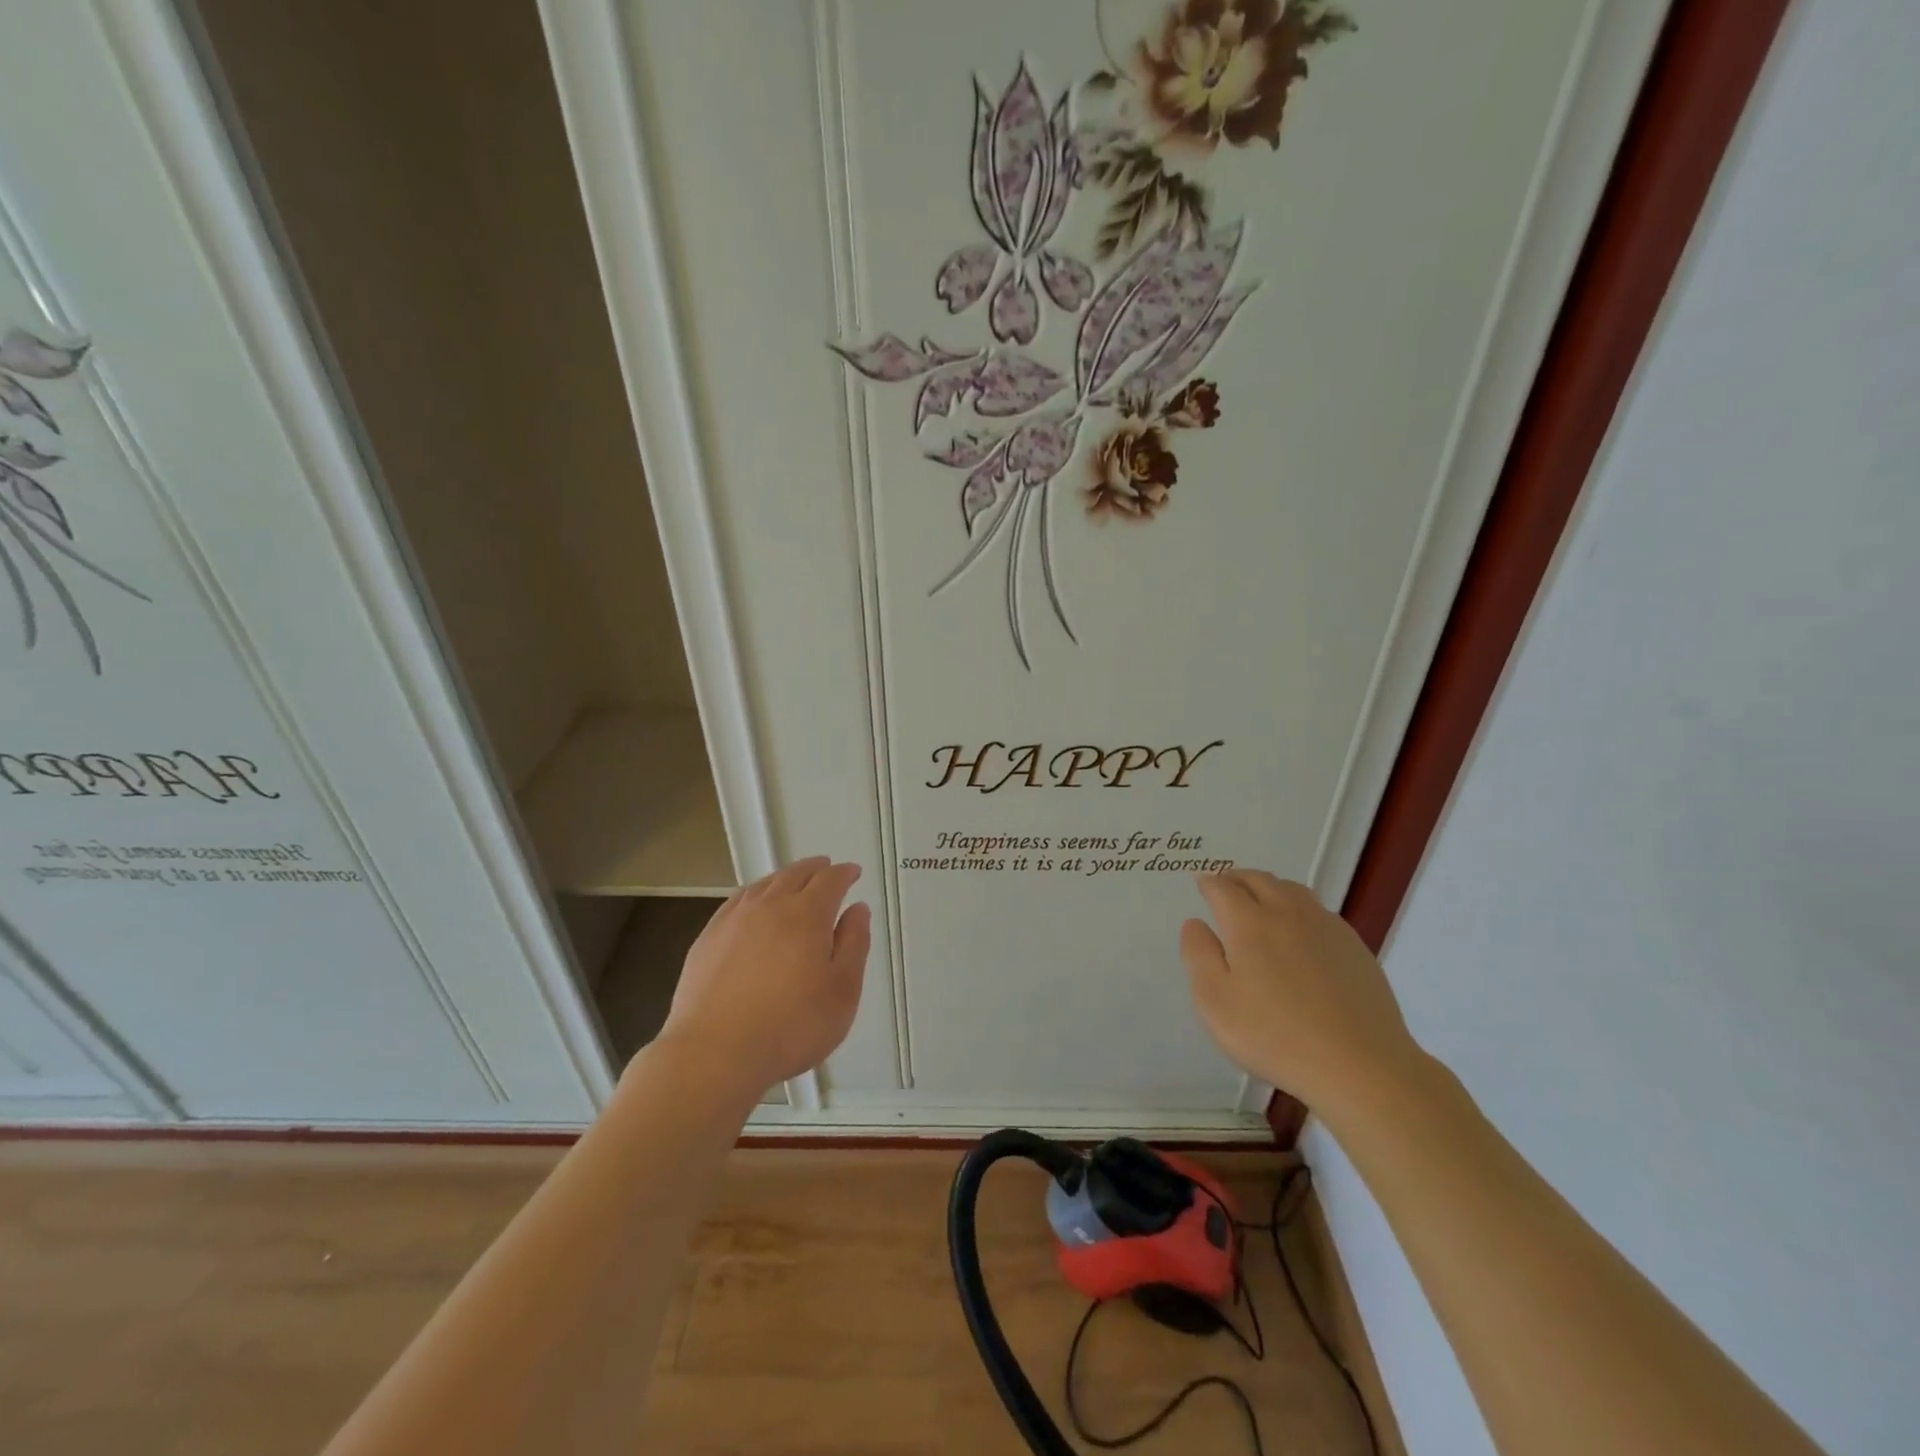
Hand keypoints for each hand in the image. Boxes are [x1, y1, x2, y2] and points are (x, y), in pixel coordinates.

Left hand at [657, 857, 870, 1092]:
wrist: (714, 1053)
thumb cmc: (790, 1027)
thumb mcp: (842, 992)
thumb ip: (853, 945)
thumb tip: (858, 910)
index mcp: (807, 915)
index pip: (830, 880)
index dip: (844, 873)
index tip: (853, 873)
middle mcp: (770, 906)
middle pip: (795, 874)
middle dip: (815, 869)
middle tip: (826, 869)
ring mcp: (734, 920)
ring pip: (764, 884)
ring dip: (784, 878)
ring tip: (793, 882)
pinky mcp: (707, 938)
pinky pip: (736, 902)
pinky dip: (754, 894)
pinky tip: (753, 906)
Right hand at [1179, 870, 1423, 1117]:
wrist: (1360, 1066)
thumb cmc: (1274, 1035)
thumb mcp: (1215, 1001)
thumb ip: (1198, 955)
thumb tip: (1194, 923)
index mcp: (1249, 922)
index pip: (1223, 887)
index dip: (1208, 882)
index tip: (1200, 883)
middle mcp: (1287, 912)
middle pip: (1259, 880)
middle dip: (1237, 878)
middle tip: (1225, 885)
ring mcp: (1325, 927)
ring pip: (1292, 890)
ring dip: (1269, 887)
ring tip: (1260, 900)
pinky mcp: (1354, 946)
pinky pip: (1319, 911)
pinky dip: (1299, 907)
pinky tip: (1299, 930)